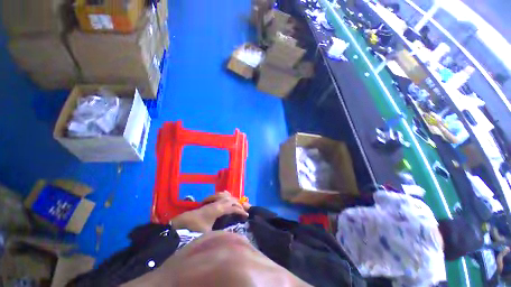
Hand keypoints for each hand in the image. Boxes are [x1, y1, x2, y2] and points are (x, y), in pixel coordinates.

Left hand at [171, 192, 248, 232]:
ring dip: (233, 199)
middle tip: (243, 211)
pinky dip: (226, 196)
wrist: (183, 223)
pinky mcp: (210, 203)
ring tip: (237, 205)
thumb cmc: (196, 228)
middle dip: (239, 204)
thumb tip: (229, 234)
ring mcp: (213, 201)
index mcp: (219, 209)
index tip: (247, 216)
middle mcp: (218, 203)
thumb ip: (220, 232)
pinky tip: (226, 200)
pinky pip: (221, 195)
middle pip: (232, 199)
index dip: (241, 211)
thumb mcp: (209, 233)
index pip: (233, 207)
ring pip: (227, 195)